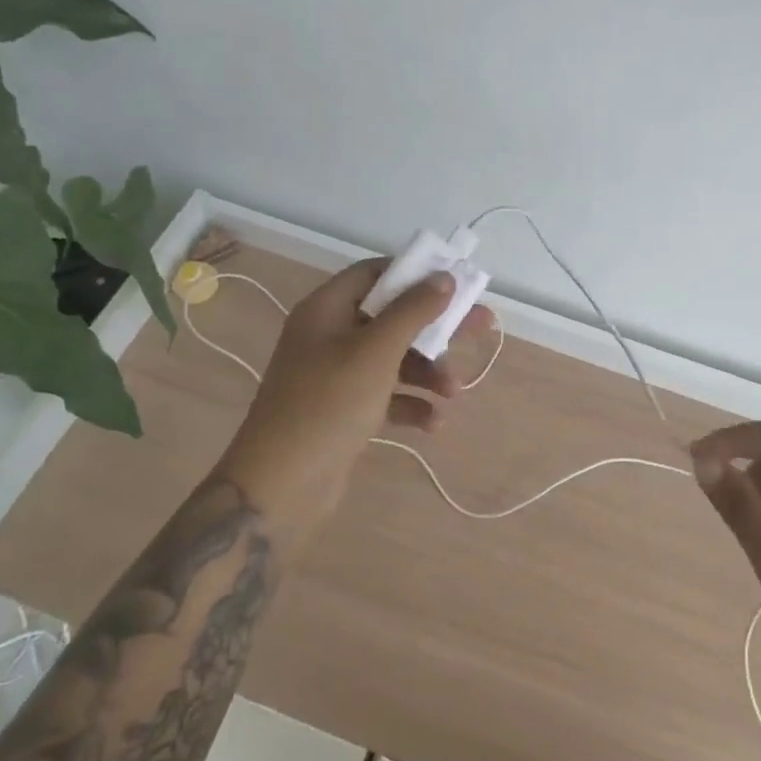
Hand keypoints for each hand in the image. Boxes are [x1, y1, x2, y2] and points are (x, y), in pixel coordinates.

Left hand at [220, 260, 487, 541]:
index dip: (414, 274)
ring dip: (427, 370)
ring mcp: (334, 375)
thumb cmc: (328, 404)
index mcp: (326, 310)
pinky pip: (385, 394)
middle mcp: (329, 336)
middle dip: (436, 327)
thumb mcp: (376, 352)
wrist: (280, 487)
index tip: (454, 282)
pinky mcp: (343, 410)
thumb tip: (444, 277)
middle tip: (481, 327)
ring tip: (454, 392)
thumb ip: (413, 311)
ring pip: (393, 358)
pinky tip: (433, 422)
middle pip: (392, 316)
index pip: (374, 273)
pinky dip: (410, 402)